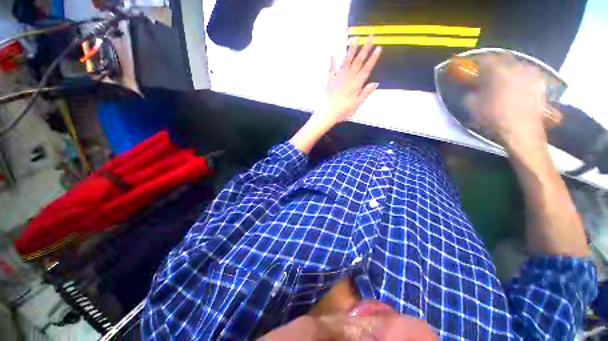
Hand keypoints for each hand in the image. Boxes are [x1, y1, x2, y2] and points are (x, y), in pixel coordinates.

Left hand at [313, 37, 381, 127]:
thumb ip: (366, 92)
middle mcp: (349, 77)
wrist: (330, 111)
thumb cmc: (345, 109)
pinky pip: (332, 69)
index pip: (367, 68)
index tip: (379, 47)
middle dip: (365, 48)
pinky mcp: (331, 79)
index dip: (373, 58)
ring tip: (355, 39)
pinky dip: (332, 61)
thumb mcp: (358, 103)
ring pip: (347, 61)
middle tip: (370, 36)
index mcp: (357, 83)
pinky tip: (333, 54)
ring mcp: (340, 77)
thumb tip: (375, 83)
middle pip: (358, 61)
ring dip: (351, 50)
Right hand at [464, 54, 547, 152]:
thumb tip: (472, 89)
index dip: (477, 65)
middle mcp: (515, 66)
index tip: (473, 71)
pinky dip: (519, 78)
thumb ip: (471, 93)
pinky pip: (526, 74)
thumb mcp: (473, 106)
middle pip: (502, 59)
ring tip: (503, 82)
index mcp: (497, 70)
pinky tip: (516, 88)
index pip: (484, 59)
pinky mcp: (539, 82)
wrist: (522, 128)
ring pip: (516, 65)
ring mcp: (530, 73)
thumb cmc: (494, 116)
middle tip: (488, 76)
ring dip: (508, 71)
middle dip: (494, 65)